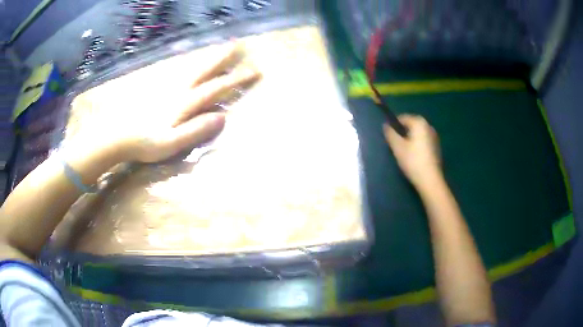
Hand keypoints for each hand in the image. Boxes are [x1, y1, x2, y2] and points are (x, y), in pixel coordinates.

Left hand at [71, 42, 259, 162]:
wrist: (118, 136)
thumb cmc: (145, 143)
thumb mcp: (172, 143)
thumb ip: (196, 130)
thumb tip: (222, 116)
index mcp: (185, 102)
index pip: (216, 87)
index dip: (237, 79)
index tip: (255, 70)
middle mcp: (179, 89)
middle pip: (206, 70)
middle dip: (224, 58)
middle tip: (239, 45)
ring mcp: (168, 87)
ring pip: (193, 67)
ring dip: (209, 57)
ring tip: (221, 48)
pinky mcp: (158, 88)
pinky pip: (180, 71)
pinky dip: (192, 64)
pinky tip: (193, 63)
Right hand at [383, 114, 441, 188]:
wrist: (430, 180)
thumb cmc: (413, 161)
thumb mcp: (397, 147)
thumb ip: (390, 134)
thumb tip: (385, 125)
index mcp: (419, 123)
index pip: (403, 118)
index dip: (394, 125)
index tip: (389, 136)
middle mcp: (429, 126)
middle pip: (411, 125)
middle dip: (402, 132)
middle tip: (395, 144)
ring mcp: (434, 137)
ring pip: (418, 133)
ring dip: (410, 138)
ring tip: (403, 151)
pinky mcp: (436, 147)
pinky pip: (423, 140)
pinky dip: (417, 144)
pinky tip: (413, 156)